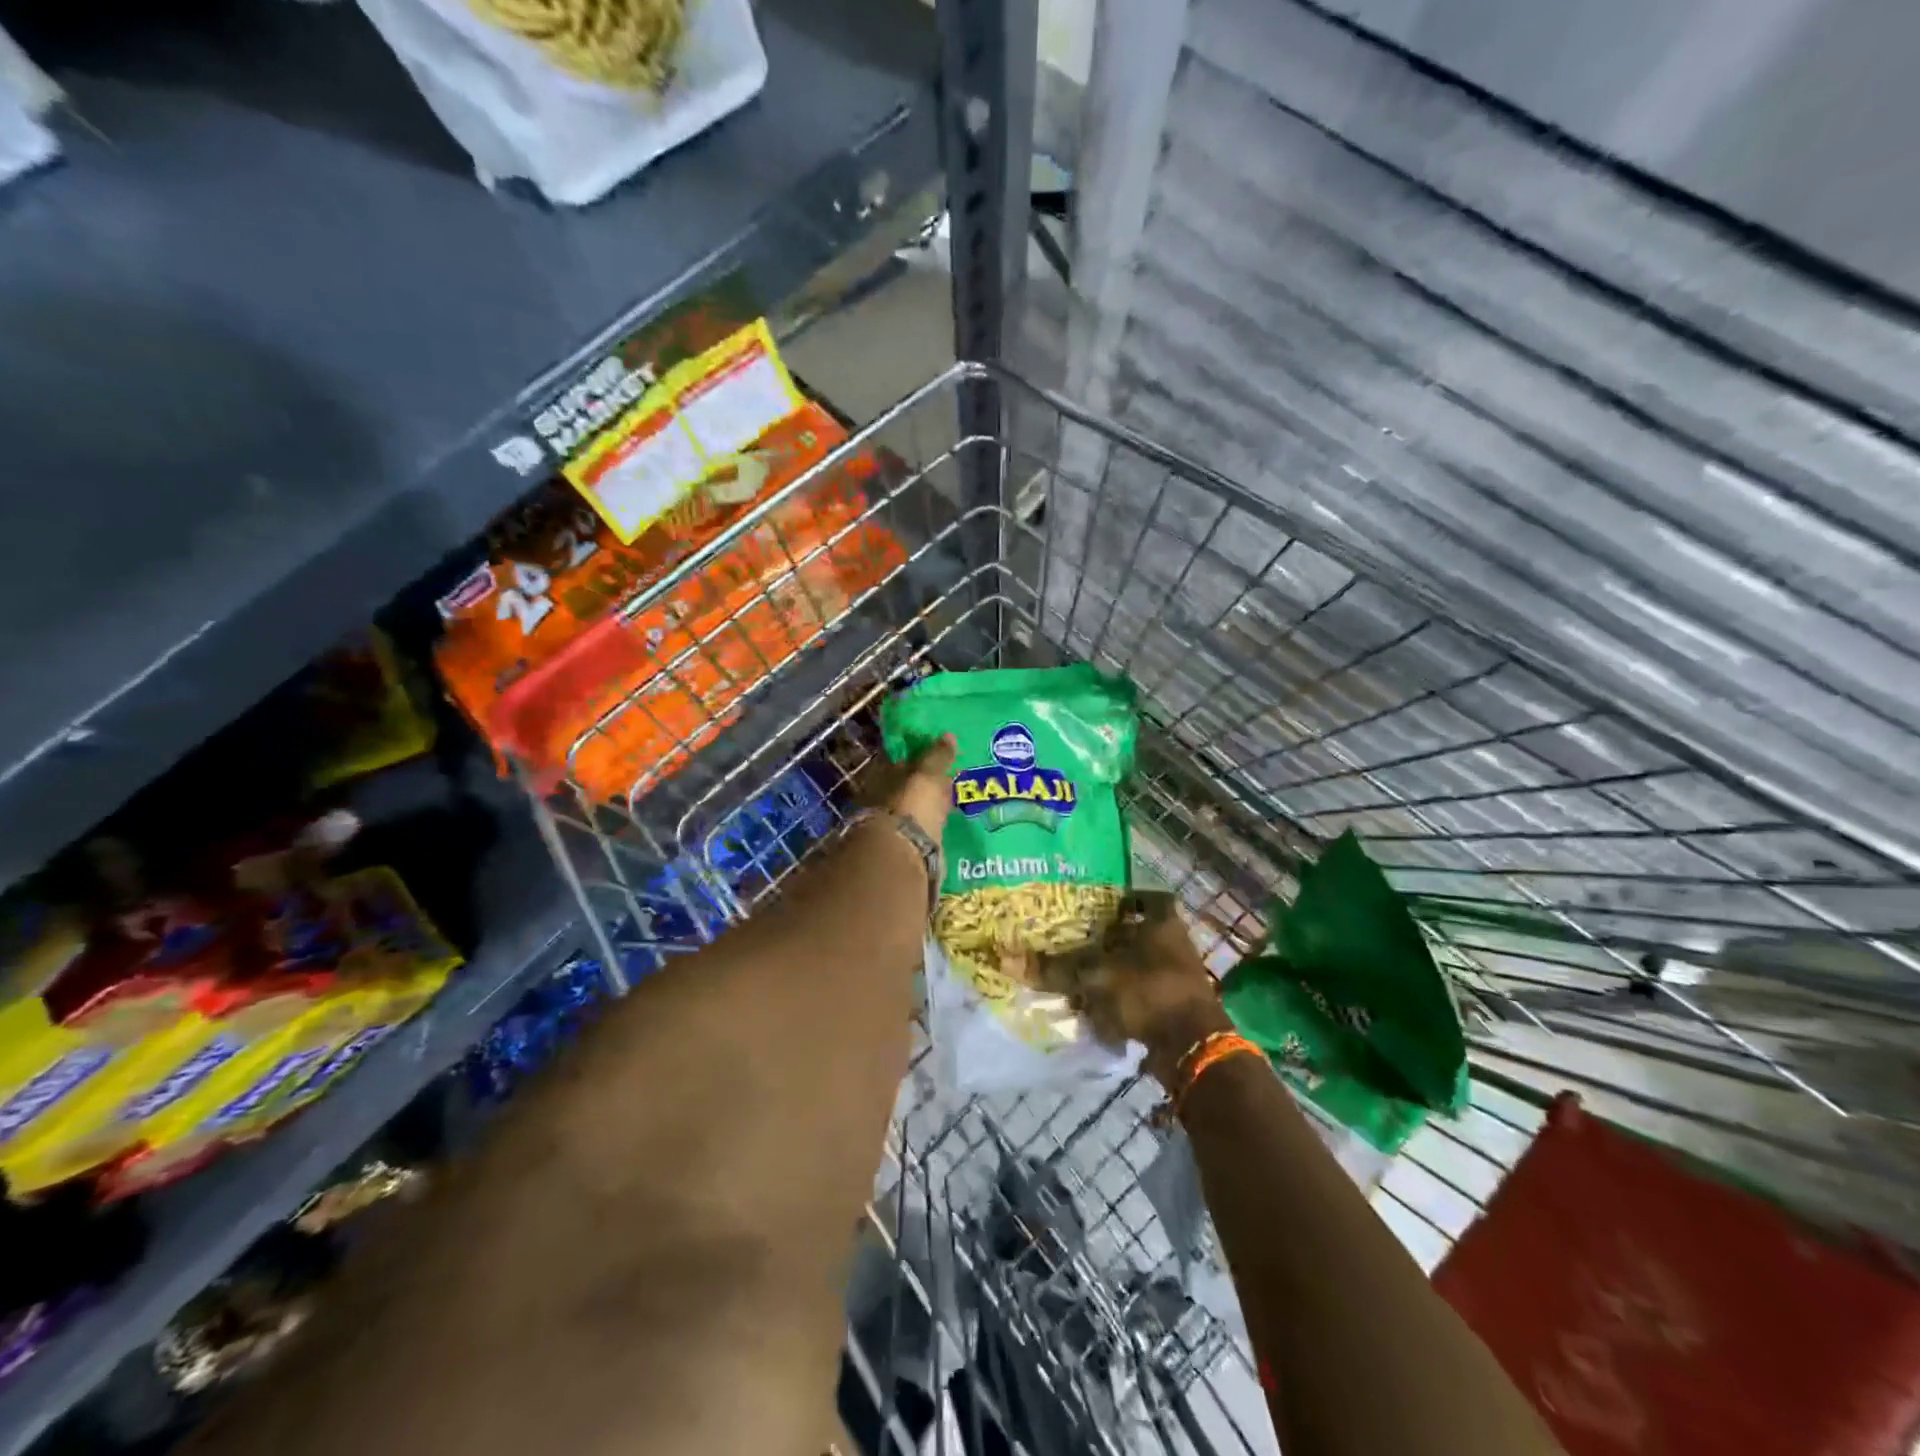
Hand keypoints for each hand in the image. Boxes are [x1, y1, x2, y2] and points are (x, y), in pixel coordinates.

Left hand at [876, 734, 955, 840]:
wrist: (905, 854)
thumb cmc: (911, 805)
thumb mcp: (927, 775)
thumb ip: (938, 756)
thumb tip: (949, 735)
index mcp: (882, 776)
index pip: (901, 760)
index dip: (919, 756)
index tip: (941, 753)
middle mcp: (885, 798)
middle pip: (910, 785)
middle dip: (928, 782)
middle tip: (955, 774)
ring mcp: (897, 823)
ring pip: (919, 807)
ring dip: (934, 804)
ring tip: (958, 797)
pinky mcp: (911, 844)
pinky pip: (928, 827)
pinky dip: (938, 823)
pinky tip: (953, 820)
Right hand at [1045, 891, 1232, 1087]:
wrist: (1192, 1048)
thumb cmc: (1148, 992)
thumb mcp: (1095, 978)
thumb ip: (1054, 969)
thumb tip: (1006, 959)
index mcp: (1162, 922)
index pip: (1147, 896)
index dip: (1124, 897)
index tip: (1097, 902)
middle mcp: (1173, 943)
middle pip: (1139, 930)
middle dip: (1111, 935)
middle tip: (1077, 934)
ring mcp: (1177, 975)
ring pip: (1139, 963)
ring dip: (1114, 968)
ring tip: (1078, 970)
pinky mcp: (1173, 1004)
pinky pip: (1141, 991)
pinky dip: (1121, 995)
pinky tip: (1094, 1003)